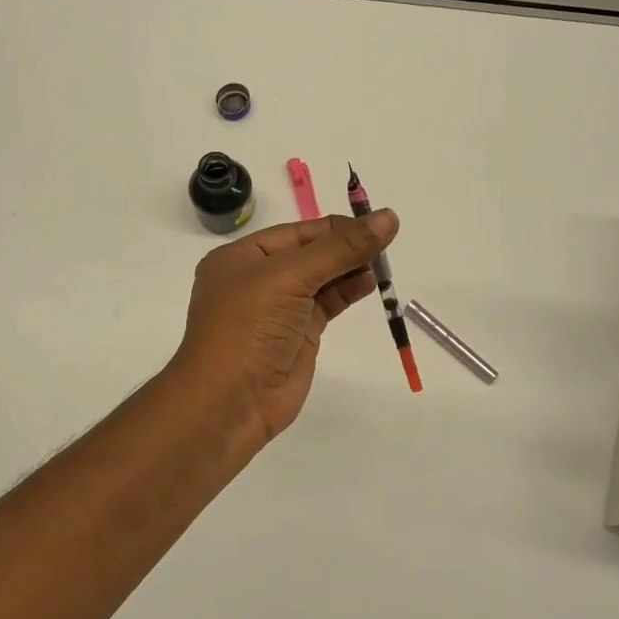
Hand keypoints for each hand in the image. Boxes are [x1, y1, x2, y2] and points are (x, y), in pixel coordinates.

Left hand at [169, 211, 399, 451]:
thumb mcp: (290, 277)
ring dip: (350, 268)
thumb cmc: (249, 327)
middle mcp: (257, 279)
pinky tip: (370, 283)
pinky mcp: (297, 335)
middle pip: (309, 254)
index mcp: (240, 257)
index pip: (295, 232)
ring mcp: (277, 309)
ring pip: (320, 279)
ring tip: (383, 263)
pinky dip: (348, 291)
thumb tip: (388, 218)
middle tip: (385, 242)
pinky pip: (326, 304)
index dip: (334, 227)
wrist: (230, 401)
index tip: (374, 223)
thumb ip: (340, 249)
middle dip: (344, 247)